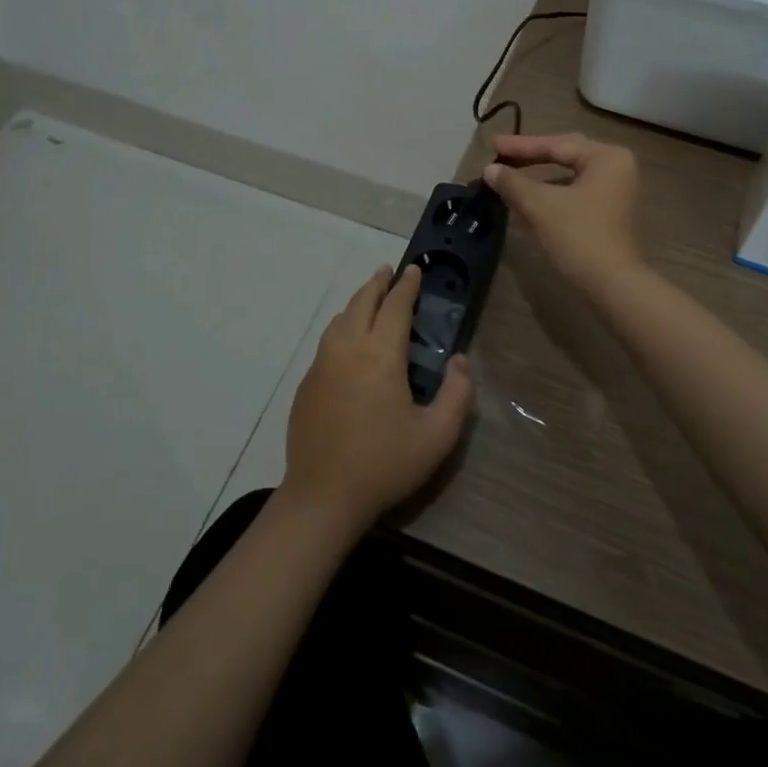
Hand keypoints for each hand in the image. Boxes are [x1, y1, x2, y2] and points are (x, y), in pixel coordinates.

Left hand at [281, 265, 473, 532]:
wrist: (323, 497)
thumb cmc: (384, 463)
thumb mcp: (437, 435)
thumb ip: (457, 393)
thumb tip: (459, 359)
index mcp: (380, 354)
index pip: (395, 306)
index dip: (407, 286)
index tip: (414, 270)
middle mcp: (348, 348)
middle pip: (363, 302)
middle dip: (378, 283)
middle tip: (390, 272)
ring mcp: (322, 364)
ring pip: (341, 319)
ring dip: (358, 302)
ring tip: (371, 299)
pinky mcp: (307, 383)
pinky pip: (327, 341)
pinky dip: (342, 327)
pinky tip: (348, 339)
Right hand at [482, 133, 644, 297]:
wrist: (613, 287)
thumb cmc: (579, 236)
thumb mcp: (540, 206)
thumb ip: (513, 183)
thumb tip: (490, 170)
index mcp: (606, 158)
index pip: (557, 145)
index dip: (521, 146)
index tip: (492, 144)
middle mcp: (616, 168)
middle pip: (565, 156)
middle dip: (530, 158)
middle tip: (500, 155)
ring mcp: (615, 192)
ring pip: (568, 177)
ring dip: (538, 179)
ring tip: (508, 179)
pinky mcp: (609, 214)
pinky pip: (574, 194)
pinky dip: (550, 195)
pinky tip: (526, 202)